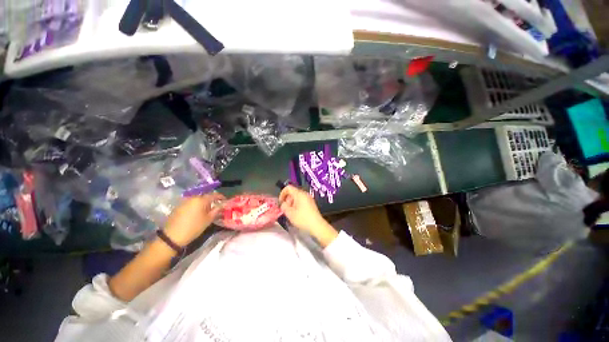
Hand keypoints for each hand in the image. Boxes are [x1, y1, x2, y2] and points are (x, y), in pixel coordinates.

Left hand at [163, 192, 224, 246]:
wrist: (172, 236)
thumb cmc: (194, 227)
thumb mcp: (208, 219)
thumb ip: (217, 210)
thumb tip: (223, 204)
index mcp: (201, 199)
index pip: (214, 195)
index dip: (221, 197)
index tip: (225, 201)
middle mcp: (192, 197)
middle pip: (205, 196)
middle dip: (212, 200)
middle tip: (216, 206)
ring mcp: (184, 201)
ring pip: (197, 200)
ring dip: (204, 203)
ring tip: (207, 210)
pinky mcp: (179, 206)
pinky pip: (191, 203)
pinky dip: (196, 206)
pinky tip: (197, 213)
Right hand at [279, 185, 337, 246]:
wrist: (317, 225)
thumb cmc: (302, 219)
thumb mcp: (290, 213)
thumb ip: (284, 206)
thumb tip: (283, 203)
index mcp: (299, 194)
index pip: (288, 188)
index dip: (282, 193)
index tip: (281, 202)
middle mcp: (305, 194)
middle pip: (293, 192)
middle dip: (287, 199)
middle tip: (286, 209)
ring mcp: (309, 198)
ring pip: (297, 197)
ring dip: (292, 203)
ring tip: (291, 212)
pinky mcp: (311, 203)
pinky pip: (302, 200)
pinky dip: (297, 204)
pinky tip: (297, 213)